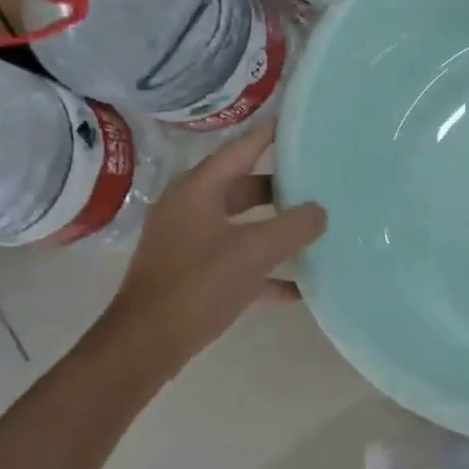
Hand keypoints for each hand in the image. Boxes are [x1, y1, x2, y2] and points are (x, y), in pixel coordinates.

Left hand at [93, 119, 325, 375]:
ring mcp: (190, 242)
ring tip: (316, 227)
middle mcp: (191, 209)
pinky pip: (239, 260)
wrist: (147, 345)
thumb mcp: (255, 250)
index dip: (272, 135)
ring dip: (277, 227)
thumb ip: (294, 226)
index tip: (301, 123)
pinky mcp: (194, 274)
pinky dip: (266, 268)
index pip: (242, 149)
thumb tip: (319, 211)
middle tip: (321, 181)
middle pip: (244, 186)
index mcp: (199, 190)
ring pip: (243, 224)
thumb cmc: (199, 284)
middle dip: (282, 187)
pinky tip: (299, 285)